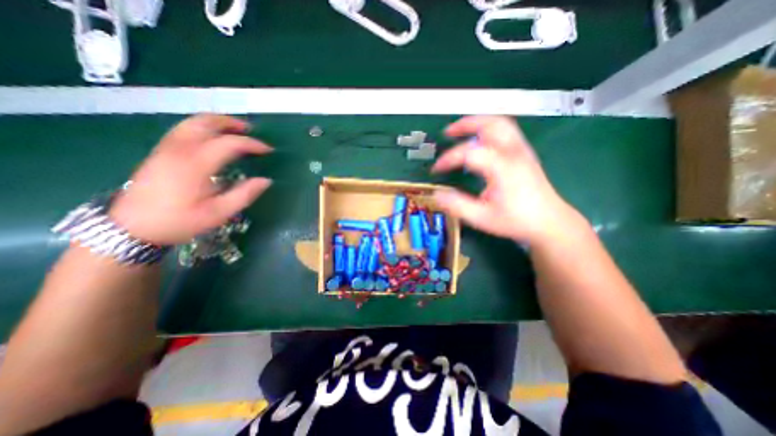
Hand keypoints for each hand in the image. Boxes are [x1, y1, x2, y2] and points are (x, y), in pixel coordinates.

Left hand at [109, 115, 271, 244]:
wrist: (131, 228)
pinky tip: (212, 137)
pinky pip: (183, 130)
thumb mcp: (218, 213)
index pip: (229, 143)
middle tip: (250, 129)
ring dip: (216, 122)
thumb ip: (244, 195)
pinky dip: (202, 127)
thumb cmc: (179, 221)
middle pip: (205, 122)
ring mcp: (166, 149)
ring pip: (192, 123)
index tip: (268, 150)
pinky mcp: (160, 153)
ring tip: (235, 129)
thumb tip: (266, 181)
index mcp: (196, 164)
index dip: (252, 144)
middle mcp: (180, 150)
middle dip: (231, 122)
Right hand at [431, 116, 582, 244]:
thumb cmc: (515, 220)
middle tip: (448, 132)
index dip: (449, 159)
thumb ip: (458, 206)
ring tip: (461, 131)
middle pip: (490, 124)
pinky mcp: (524, 153)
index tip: (436, 170)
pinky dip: (488, 129)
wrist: (549, 222)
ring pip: (500, 123)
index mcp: (503, 168)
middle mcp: (514, 153)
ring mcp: (522, 150)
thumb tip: (437, 194)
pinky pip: (506, 131)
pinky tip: (479, 141)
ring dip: (478, 123)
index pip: (469, 153)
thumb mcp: (482, 218)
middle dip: (465, 125)